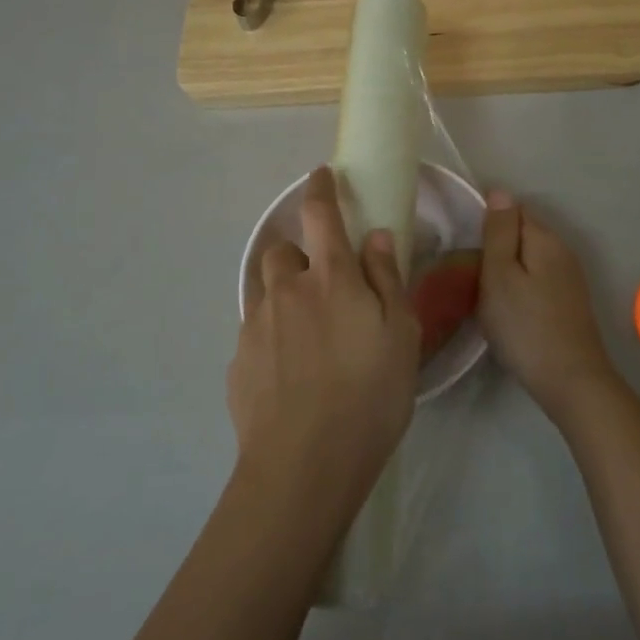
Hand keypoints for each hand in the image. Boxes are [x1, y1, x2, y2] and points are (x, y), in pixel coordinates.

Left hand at [228, 167, 419, 520]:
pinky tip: (290, 369)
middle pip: (282, 250)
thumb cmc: (370, 395)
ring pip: (264, 289)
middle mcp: (287, 291)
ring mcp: (256, 325)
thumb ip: (387, 280)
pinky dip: (271, 333)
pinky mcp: (238, 360)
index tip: (322, 176)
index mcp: (331, 278)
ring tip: (306, 329)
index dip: (320, 189)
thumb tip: (374, 237)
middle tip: (323, 285)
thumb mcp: (401, 335)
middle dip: (299, 254)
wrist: (305, 463)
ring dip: (282, 292)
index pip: (320, 214)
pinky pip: (255, 330)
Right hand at [479, 190, 620, 427]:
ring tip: (485, 296)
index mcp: (545, 238)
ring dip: (507, 271)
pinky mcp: (569, 302)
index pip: (513, 210)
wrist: (570, 380)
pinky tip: (509, 311)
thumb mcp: (500, 274)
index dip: (487, 225)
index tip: (467, 251)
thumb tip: (500, 191)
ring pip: (529, 260)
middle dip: (496, 249)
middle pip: (522, 234)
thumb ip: (499, 232)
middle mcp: (563, 250)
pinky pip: (537, 280)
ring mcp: (569, 278)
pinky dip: (520, 289)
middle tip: (471, 277)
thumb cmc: (525, 326)